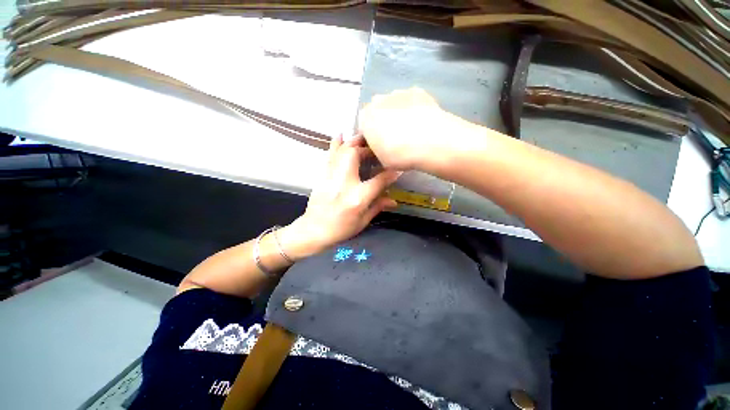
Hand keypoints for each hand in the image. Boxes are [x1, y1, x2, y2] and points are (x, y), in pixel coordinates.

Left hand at [279, 134, 399, 259]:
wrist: (313, 230)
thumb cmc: (341, 229)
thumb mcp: (362, 221)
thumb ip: (378, 206)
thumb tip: (394, 201)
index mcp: (357, 198)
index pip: (378, 181)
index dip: (390, 174)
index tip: (397, 168)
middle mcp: (344, 184)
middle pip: (355, 156)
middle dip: (367, 149)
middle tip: (376, 149)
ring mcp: (331, 178)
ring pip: (341, 152)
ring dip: (353, 142)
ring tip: (363, 137)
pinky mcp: (323, 176)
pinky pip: (330, 156)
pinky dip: (335, 144)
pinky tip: (340, 135)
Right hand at [357, 88, 469, 169]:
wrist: (428, 142)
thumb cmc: (398, 155)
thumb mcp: (381, 160)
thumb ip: (376, 150)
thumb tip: (379, 147)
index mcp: (365, 118)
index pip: (363, 127)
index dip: (371, 138)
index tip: (379, 147)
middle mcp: (378, 101)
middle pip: (377, 112)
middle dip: (382, 123)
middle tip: (394, 139)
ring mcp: (398, 93)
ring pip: (394, 105)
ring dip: (397, 115)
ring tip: (410, 131)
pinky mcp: (417, 91)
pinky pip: (411, 101)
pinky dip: (413, 109)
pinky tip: (421, 122)